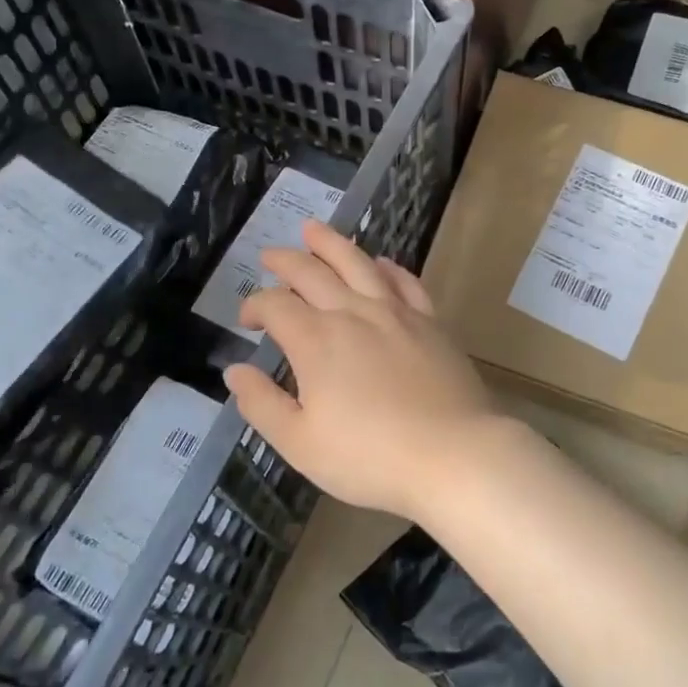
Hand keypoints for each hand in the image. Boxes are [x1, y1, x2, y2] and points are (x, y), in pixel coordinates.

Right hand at [222, 220, 502, 521]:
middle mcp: (353, 313)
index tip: (247, 320)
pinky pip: (405, 282)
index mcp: (316, 340)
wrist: (452, 455)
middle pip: (312, 273)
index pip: (275, 305)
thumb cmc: (370, 457)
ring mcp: (396, 313)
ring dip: (332, 244)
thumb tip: (235, 371)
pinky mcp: (430, 322)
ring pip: (358, 264)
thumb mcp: (300, 443)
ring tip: (314, 229)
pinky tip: (381, 263)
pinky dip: (388, 268)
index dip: (255, 306)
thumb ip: (262, 404)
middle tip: (270, 254)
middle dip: (286, 261)